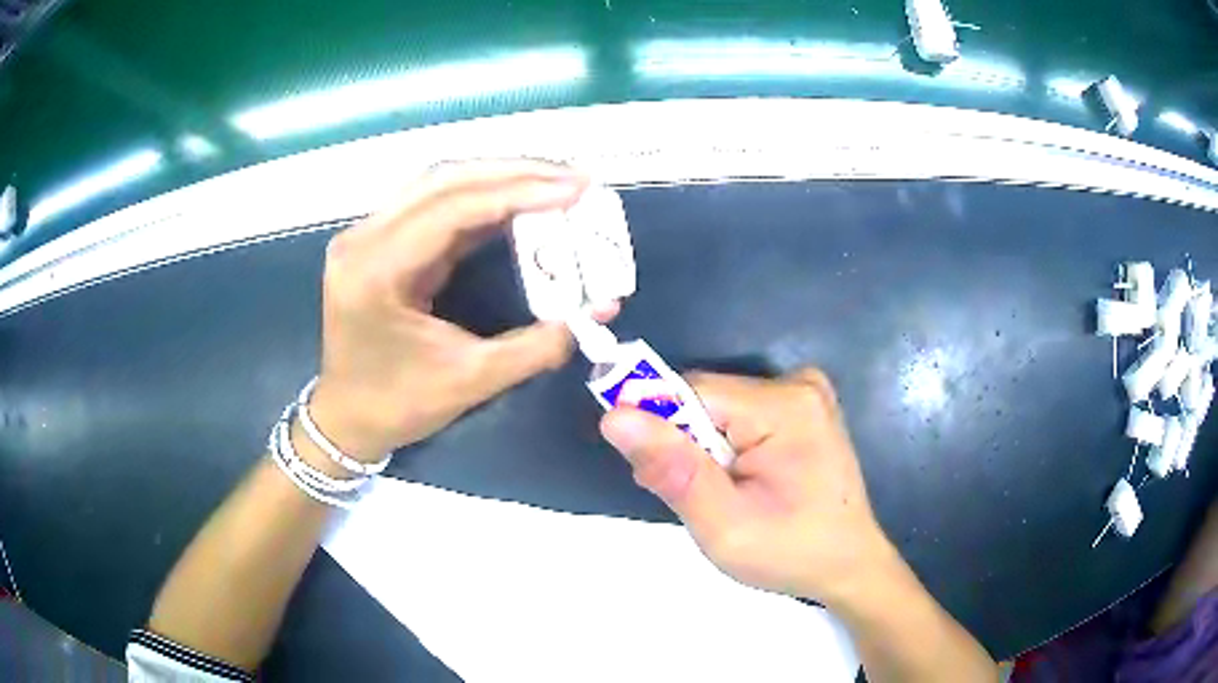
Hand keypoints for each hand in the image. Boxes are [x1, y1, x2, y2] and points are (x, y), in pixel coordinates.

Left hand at [306, 160, 593, 461]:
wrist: (346, 419)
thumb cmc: (396, 405)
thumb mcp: (469, 381)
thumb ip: (536, 346)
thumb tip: (599, 311)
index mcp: (375, 271)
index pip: (452, 208)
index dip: (518, 192)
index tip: (574, 189)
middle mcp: (364, 239)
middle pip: (444, 181)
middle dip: (515, 173)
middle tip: (574, 178)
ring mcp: (367, 235)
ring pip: (439, 184)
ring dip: (500, 178)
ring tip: (554, 181)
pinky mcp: (379, 240)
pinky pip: (435, 205)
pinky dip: (481, 198)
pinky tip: (519, 199)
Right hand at [600, 369, 898, 606]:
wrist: (847, 565)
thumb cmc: (791, 553)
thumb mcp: (723, 525)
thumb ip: (673, 470)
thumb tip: (615, 417)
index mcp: (785, 406)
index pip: (691, 393)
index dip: (663, 432)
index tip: (657, 478)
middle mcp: (798, 384)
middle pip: (706, 400)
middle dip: (686, 448)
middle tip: (694, 500)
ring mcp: (805, 393)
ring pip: (719, 410)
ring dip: (705, 452)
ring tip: (722, 498)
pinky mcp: (804, 408)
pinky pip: (740, 416)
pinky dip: (727, 449)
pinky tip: (743, 483)